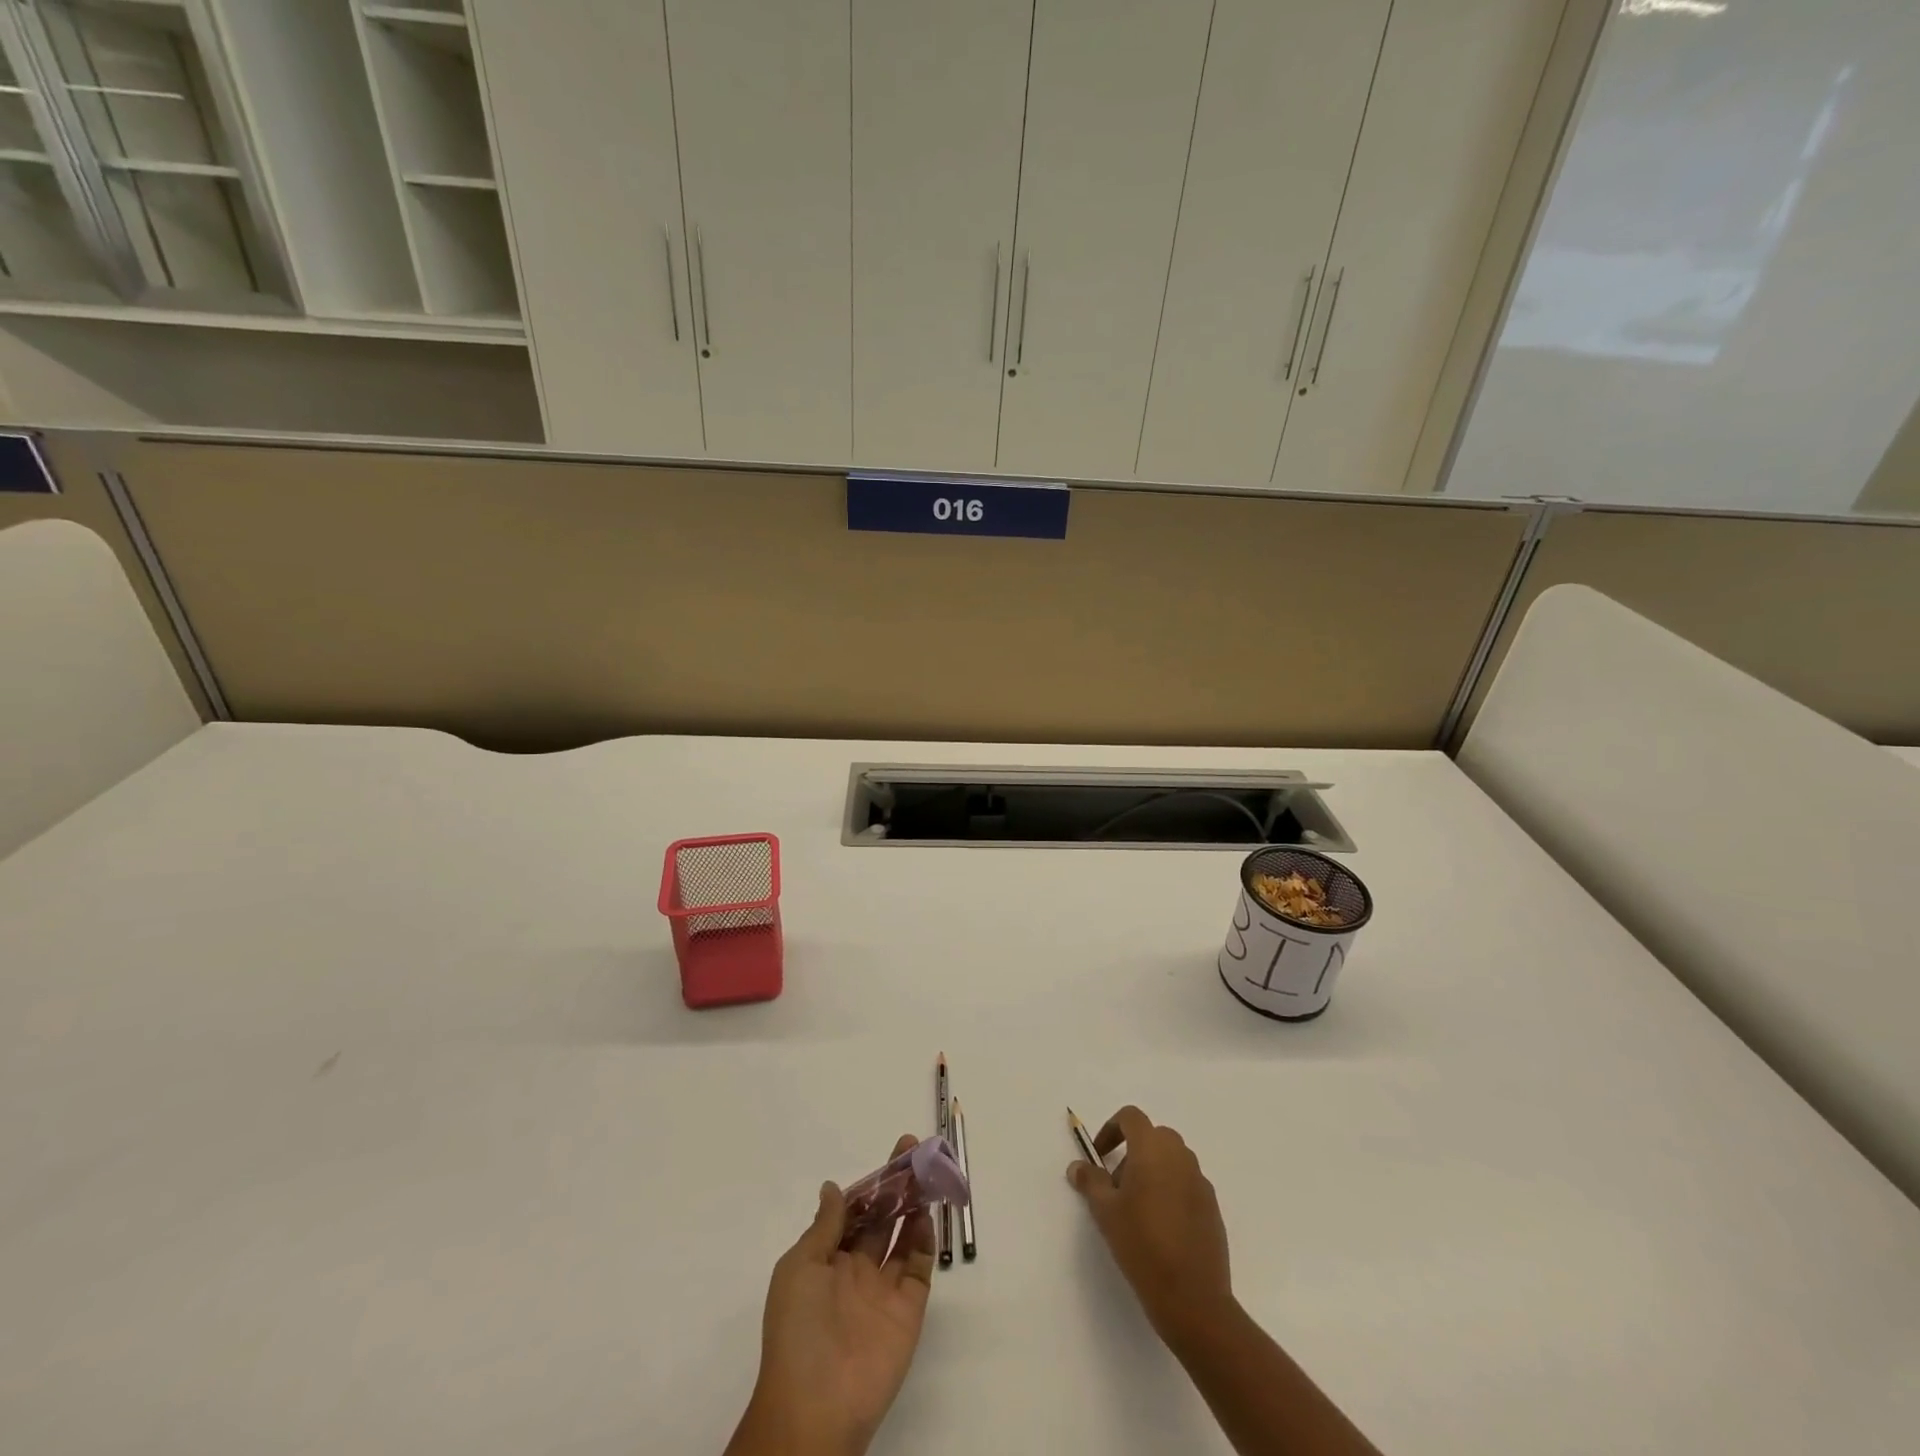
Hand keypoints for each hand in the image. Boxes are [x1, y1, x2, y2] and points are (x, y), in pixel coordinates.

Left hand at [728, 1135, 936, 1455]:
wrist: (816, 1406)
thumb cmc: (798, 1330)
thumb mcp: (799, 1268)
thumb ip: (823, 1227)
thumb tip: (832, 1187)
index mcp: (827, 1261)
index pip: (853, 1212)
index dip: (870, 1184)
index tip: (890, 1155)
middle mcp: (856, 1270)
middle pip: (881, 1218)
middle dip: (896, 1186)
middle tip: (915, 1151)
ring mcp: (883, 1290)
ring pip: (902, 1236)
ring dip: (914, 1204)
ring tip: (927, 1172)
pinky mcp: (907, 1310)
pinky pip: (918, 1267)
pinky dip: (925, 1240)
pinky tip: (927, 1214)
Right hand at [1067, 1105, 1234, 1347]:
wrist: (1193, 1298)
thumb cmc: (1142, 1245)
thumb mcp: (1105, 1212)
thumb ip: (1090, 1181)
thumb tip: (1078, 1166)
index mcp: (1153, 1149)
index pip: (1131, 1117)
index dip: (1111, 1129)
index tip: (1099, 1156)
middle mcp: (1180, 1156)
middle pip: (1153, 1136)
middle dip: (1132, 1151)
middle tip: (1117, 1185)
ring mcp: (1200, 1181)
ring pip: (1172, 1160)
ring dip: (1152, 1170)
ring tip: (1137, 1208)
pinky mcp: (1212, 1207)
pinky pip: (1186, 1183)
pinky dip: (1171, 1190)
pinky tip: (1161, 1227)